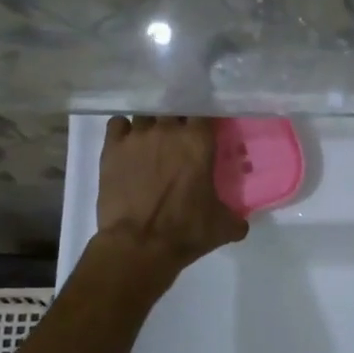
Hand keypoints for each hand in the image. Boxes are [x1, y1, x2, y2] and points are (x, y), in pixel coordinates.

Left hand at [93, 116, 247, 279]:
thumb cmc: (185, 231)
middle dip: (178, 119)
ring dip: (151, 123)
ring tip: (152, 141)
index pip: (204, 112)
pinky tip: (127, 143)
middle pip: (174, 108)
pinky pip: (117, 123)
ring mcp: (137, 136)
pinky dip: (123, 129)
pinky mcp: (112, 147)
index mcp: (198, 141)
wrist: (138, 244)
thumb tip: (241, 223)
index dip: (204, 119)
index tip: (206, 130)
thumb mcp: (222, 227)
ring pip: (145, 114)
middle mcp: (168, 130)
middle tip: (180, 138)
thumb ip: (236, 218)